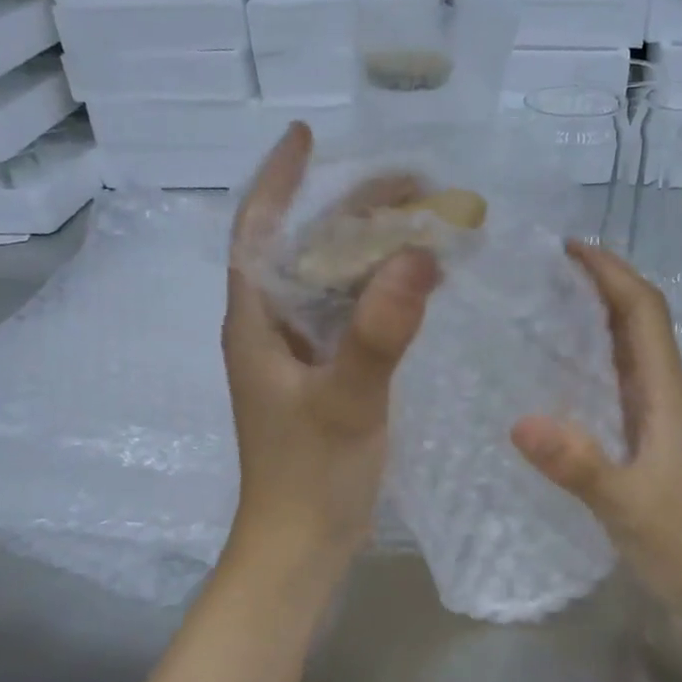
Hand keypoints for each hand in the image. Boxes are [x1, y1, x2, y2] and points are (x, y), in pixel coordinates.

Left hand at [222, 123, 439, 577]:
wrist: (301, 546)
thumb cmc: (309, 477)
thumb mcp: (346, 401)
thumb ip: (379, 333)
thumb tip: (420, 255)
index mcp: (256, 323)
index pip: (258, 230)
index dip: (279, 179)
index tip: (308, 134)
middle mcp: (271, 330)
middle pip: (305, 251)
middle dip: (351, 212)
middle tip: (413, 187)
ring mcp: (298, 358)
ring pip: (331, 286)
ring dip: (371, 254)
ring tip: (424, 226)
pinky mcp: (324, 382)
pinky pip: (350, 321)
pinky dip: (380, 297)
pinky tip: (416, 290)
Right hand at [511, 241, 681, 610]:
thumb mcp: (626, 505)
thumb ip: (578, 465)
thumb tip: (519, 421)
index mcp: (666, 395)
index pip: (643, 312)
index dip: (611, 273)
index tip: (567, 249)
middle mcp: (665, 397)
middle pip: (638, 323)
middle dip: (598, 288)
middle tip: (540, 276)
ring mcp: (659, 422)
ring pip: (628, 355)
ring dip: (594, 324)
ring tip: (540, 314)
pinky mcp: (648, 447)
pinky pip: (617, 389)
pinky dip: (590, 368)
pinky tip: (556, 383)